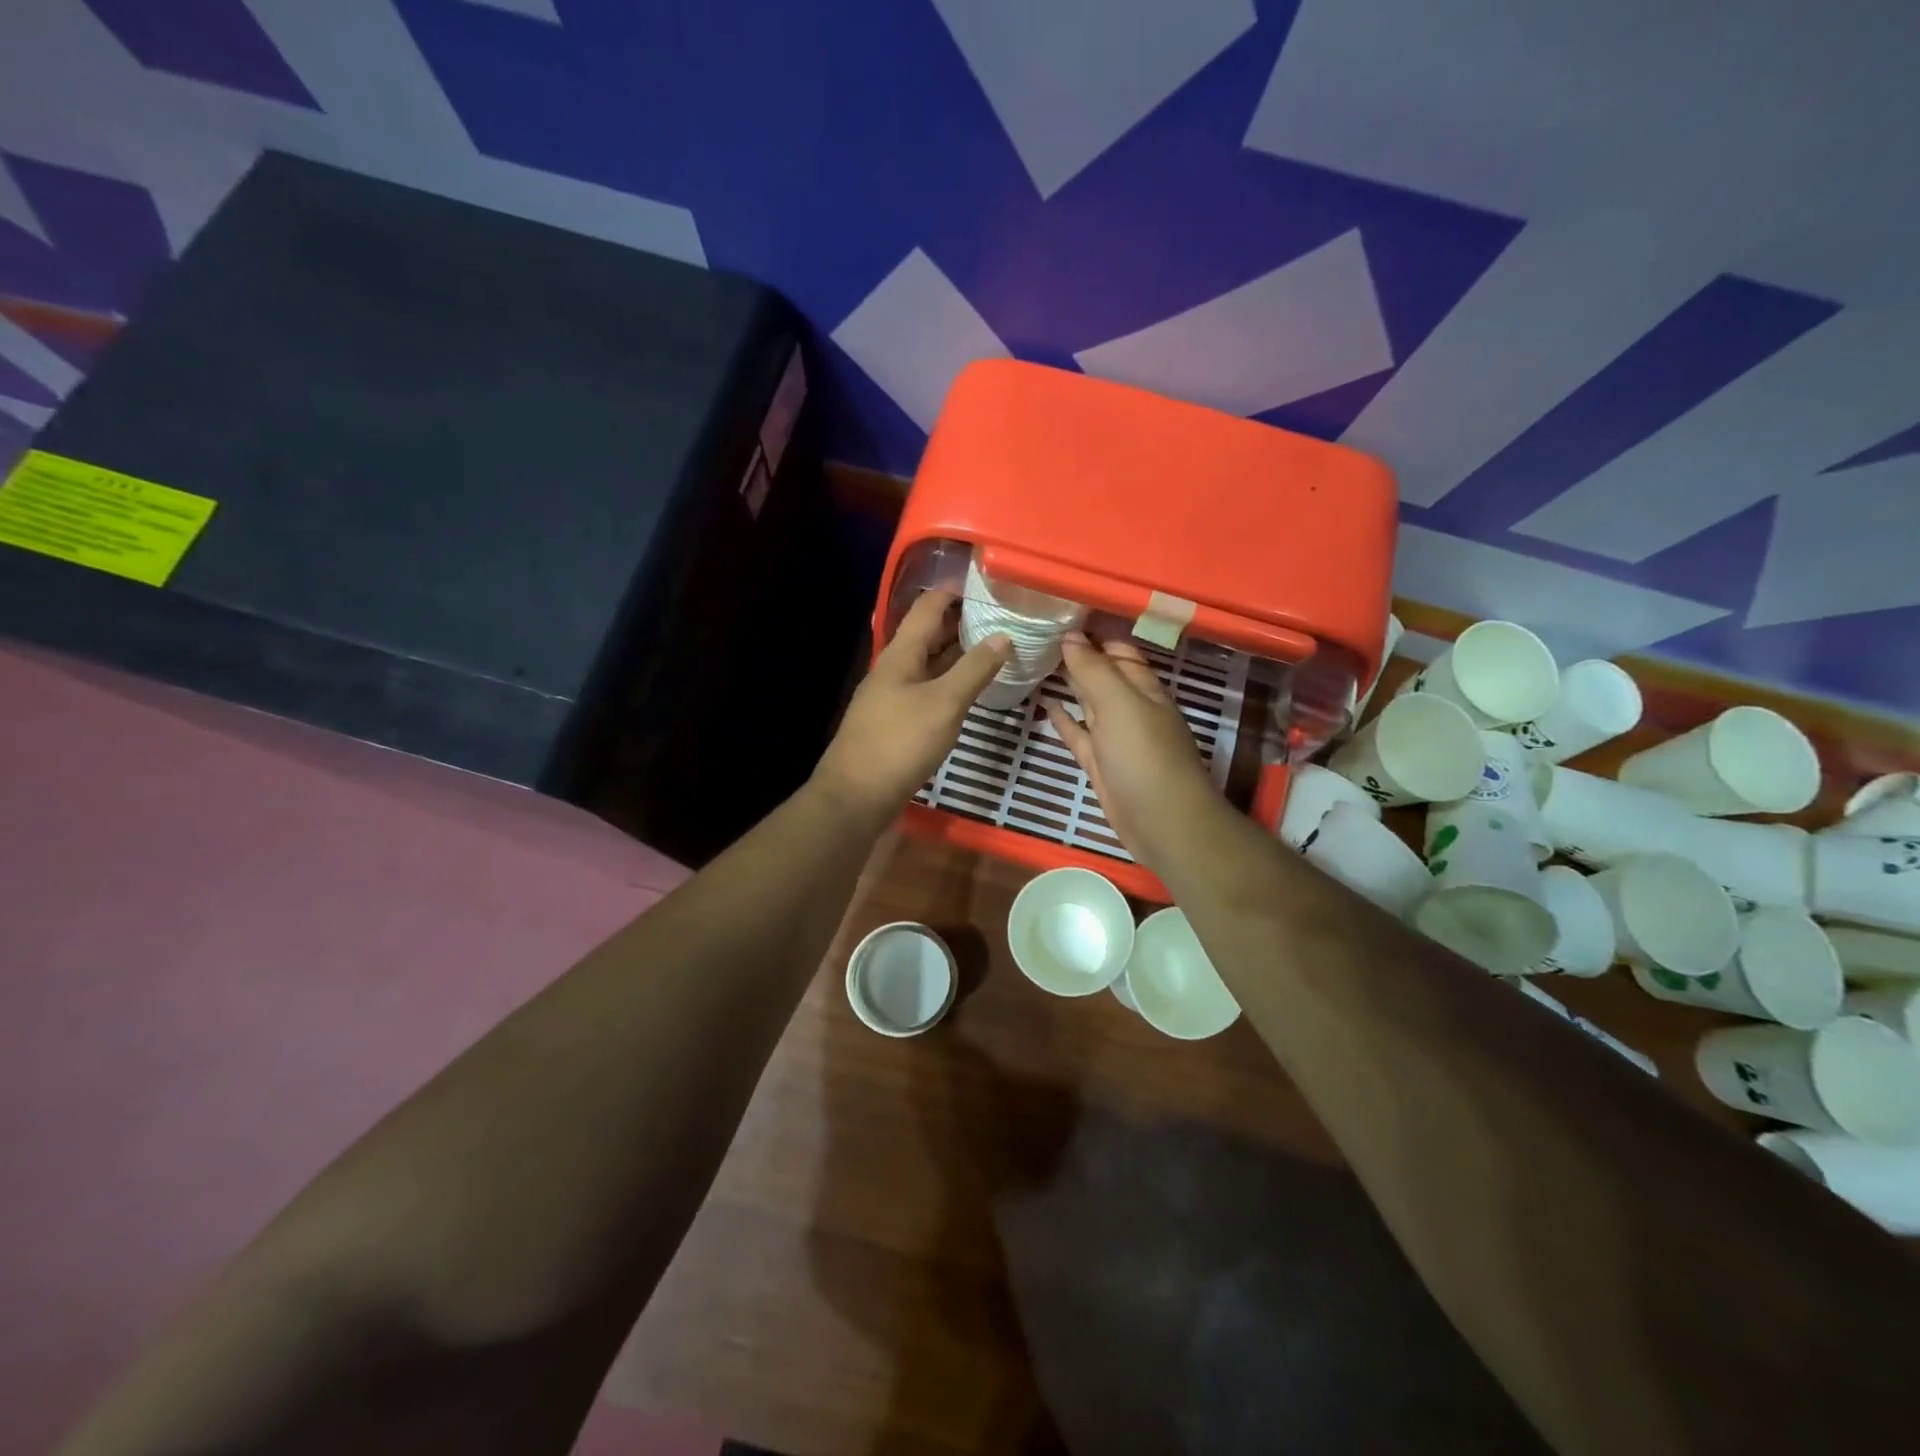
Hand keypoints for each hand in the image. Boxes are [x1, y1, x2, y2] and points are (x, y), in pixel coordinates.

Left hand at [812, 590, 1010, 824]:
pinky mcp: (895, 723)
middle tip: (1000, 619)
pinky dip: (949, 683)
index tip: (987, 584)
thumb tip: (1003, 635)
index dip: (954, 591)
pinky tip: (968, 692)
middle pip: (927, 635)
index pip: (927, 607)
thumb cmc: (900, 743)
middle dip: (960, 623)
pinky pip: (926, 690)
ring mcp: (892, 697)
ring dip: (956, 655)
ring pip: (928, 665)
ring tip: (993, 651)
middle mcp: (894, 669)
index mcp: (901, 654)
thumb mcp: (944, 703)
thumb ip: (974, 669)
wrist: (856, 796)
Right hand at [1046, 632, 1232, 874]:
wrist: (1161, 822)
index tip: (1058, 614)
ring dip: (1069, 684)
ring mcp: (1115, 737)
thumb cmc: (1144, 756)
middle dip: (1077, 655)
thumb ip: (1094, 670)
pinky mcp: (1100, 763)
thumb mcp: (1119, 704)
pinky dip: (1064, 719)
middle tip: (1039, 635)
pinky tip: (1046, 706)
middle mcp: (1130, 707)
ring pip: (1089, 703)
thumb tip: (1069, 636)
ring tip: (1036, 663)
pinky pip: (1079, 734)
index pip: (1117, 649)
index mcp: (1142, 687)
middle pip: (1102, 674)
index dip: (1093, 632)